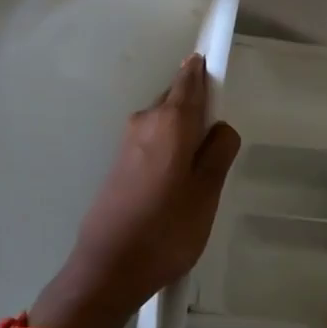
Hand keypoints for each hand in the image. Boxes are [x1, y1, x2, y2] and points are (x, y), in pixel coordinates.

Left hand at [35, 56, 241, 327]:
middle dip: (199, 109)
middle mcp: (145, 120)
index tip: (216, 58)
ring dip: (185, 133)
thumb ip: (220, 151)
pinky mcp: (119, 162)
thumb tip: (219, 127)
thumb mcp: (208, 192)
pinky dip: (169, 148)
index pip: (191, 79)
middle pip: (178, 98)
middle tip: (218, 147)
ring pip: (166, 121)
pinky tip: (176, 182)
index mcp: (170, 121)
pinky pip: (153, 139)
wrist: (107, 270)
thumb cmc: (166, 230)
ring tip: (199, 174)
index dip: (205, 67)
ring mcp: (128, 141)